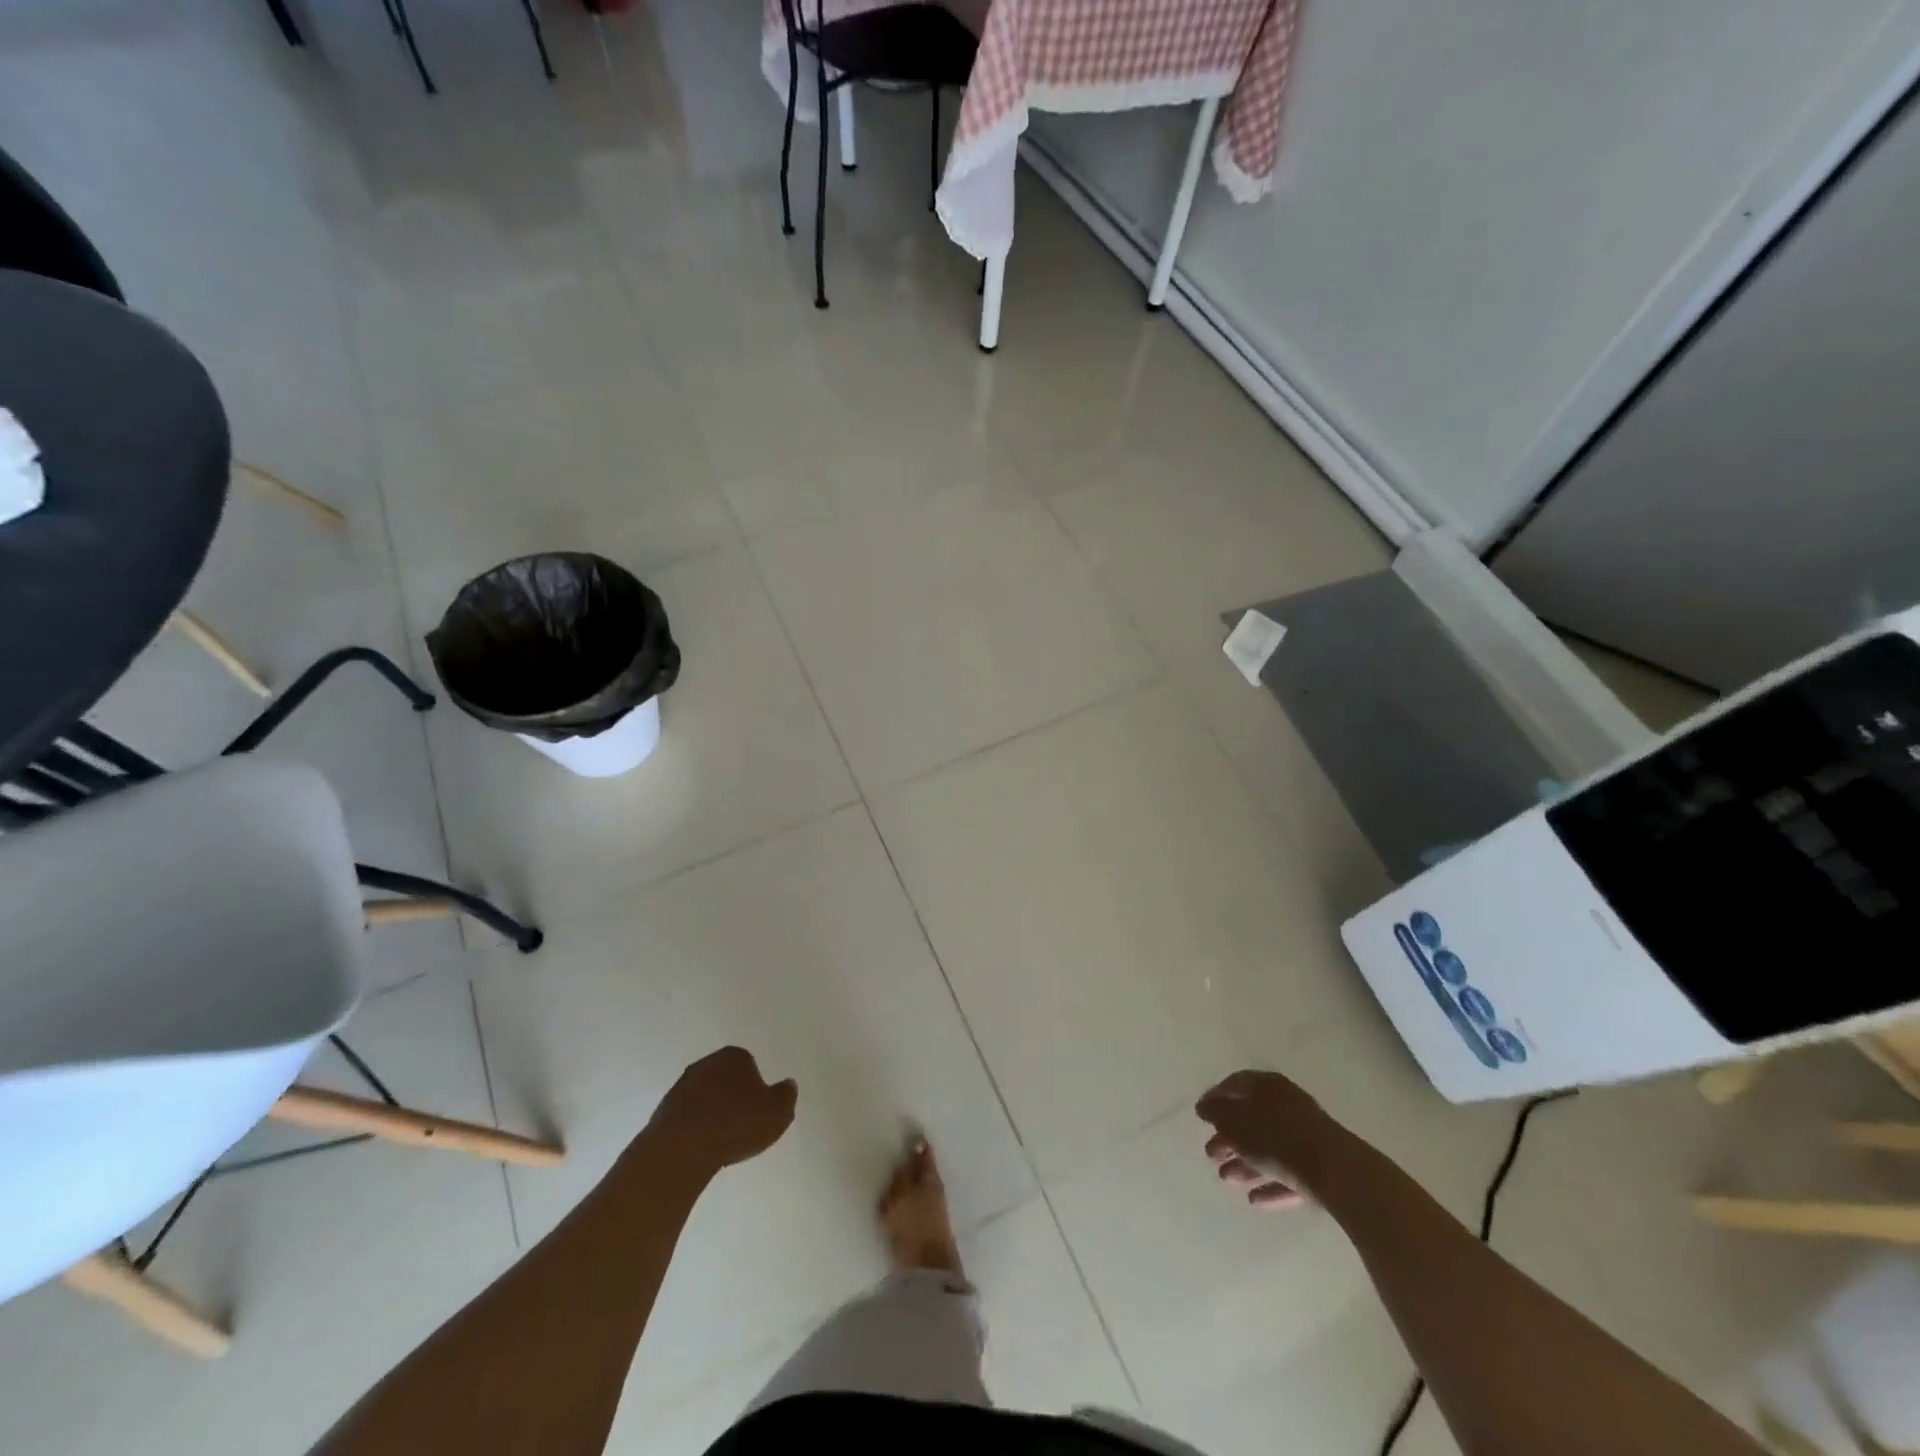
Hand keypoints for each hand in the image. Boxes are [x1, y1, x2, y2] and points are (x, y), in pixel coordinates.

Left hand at [647, 1046, 797, 1176]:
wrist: (681, 1149)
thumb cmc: (736, 1124)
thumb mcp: (778, 1112)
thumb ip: (786, 1095)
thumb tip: (787, 1084)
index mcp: (735, 1056)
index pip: (749, 1065)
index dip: (756, 1088)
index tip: (758, 1110)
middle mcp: (706, 1063)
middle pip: (725, 1078)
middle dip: (732, 1096)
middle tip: (741, 1123)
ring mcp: (680, 1087)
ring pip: (704, 1097)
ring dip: (711, 1112)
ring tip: (721, 1140)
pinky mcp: (662, 1112)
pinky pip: (686, 1117)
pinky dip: (694, 1128)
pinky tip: (701, 1147)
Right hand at [1195, 1069, 1333, 1211]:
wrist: (1338, 1174)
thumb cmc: (1279, 1138)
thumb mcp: (1237, 1122)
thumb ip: (1217, 1113)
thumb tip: (1204, 1107)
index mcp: (1268, 1086)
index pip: (1236, 1084)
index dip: (1215, 1097)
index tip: (1200, 1115)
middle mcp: (1288, 1105)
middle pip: (1252, 1118)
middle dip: (1228, 1137)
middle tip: (1210, 1154)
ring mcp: (1307, 1137)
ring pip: (1269, 1148)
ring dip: (1245, 1163)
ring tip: (1226, 1180)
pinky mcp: (1321, 1168)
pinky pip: (1288, 1174)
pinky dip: (1270, 1183)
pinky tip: (1255, 1200)